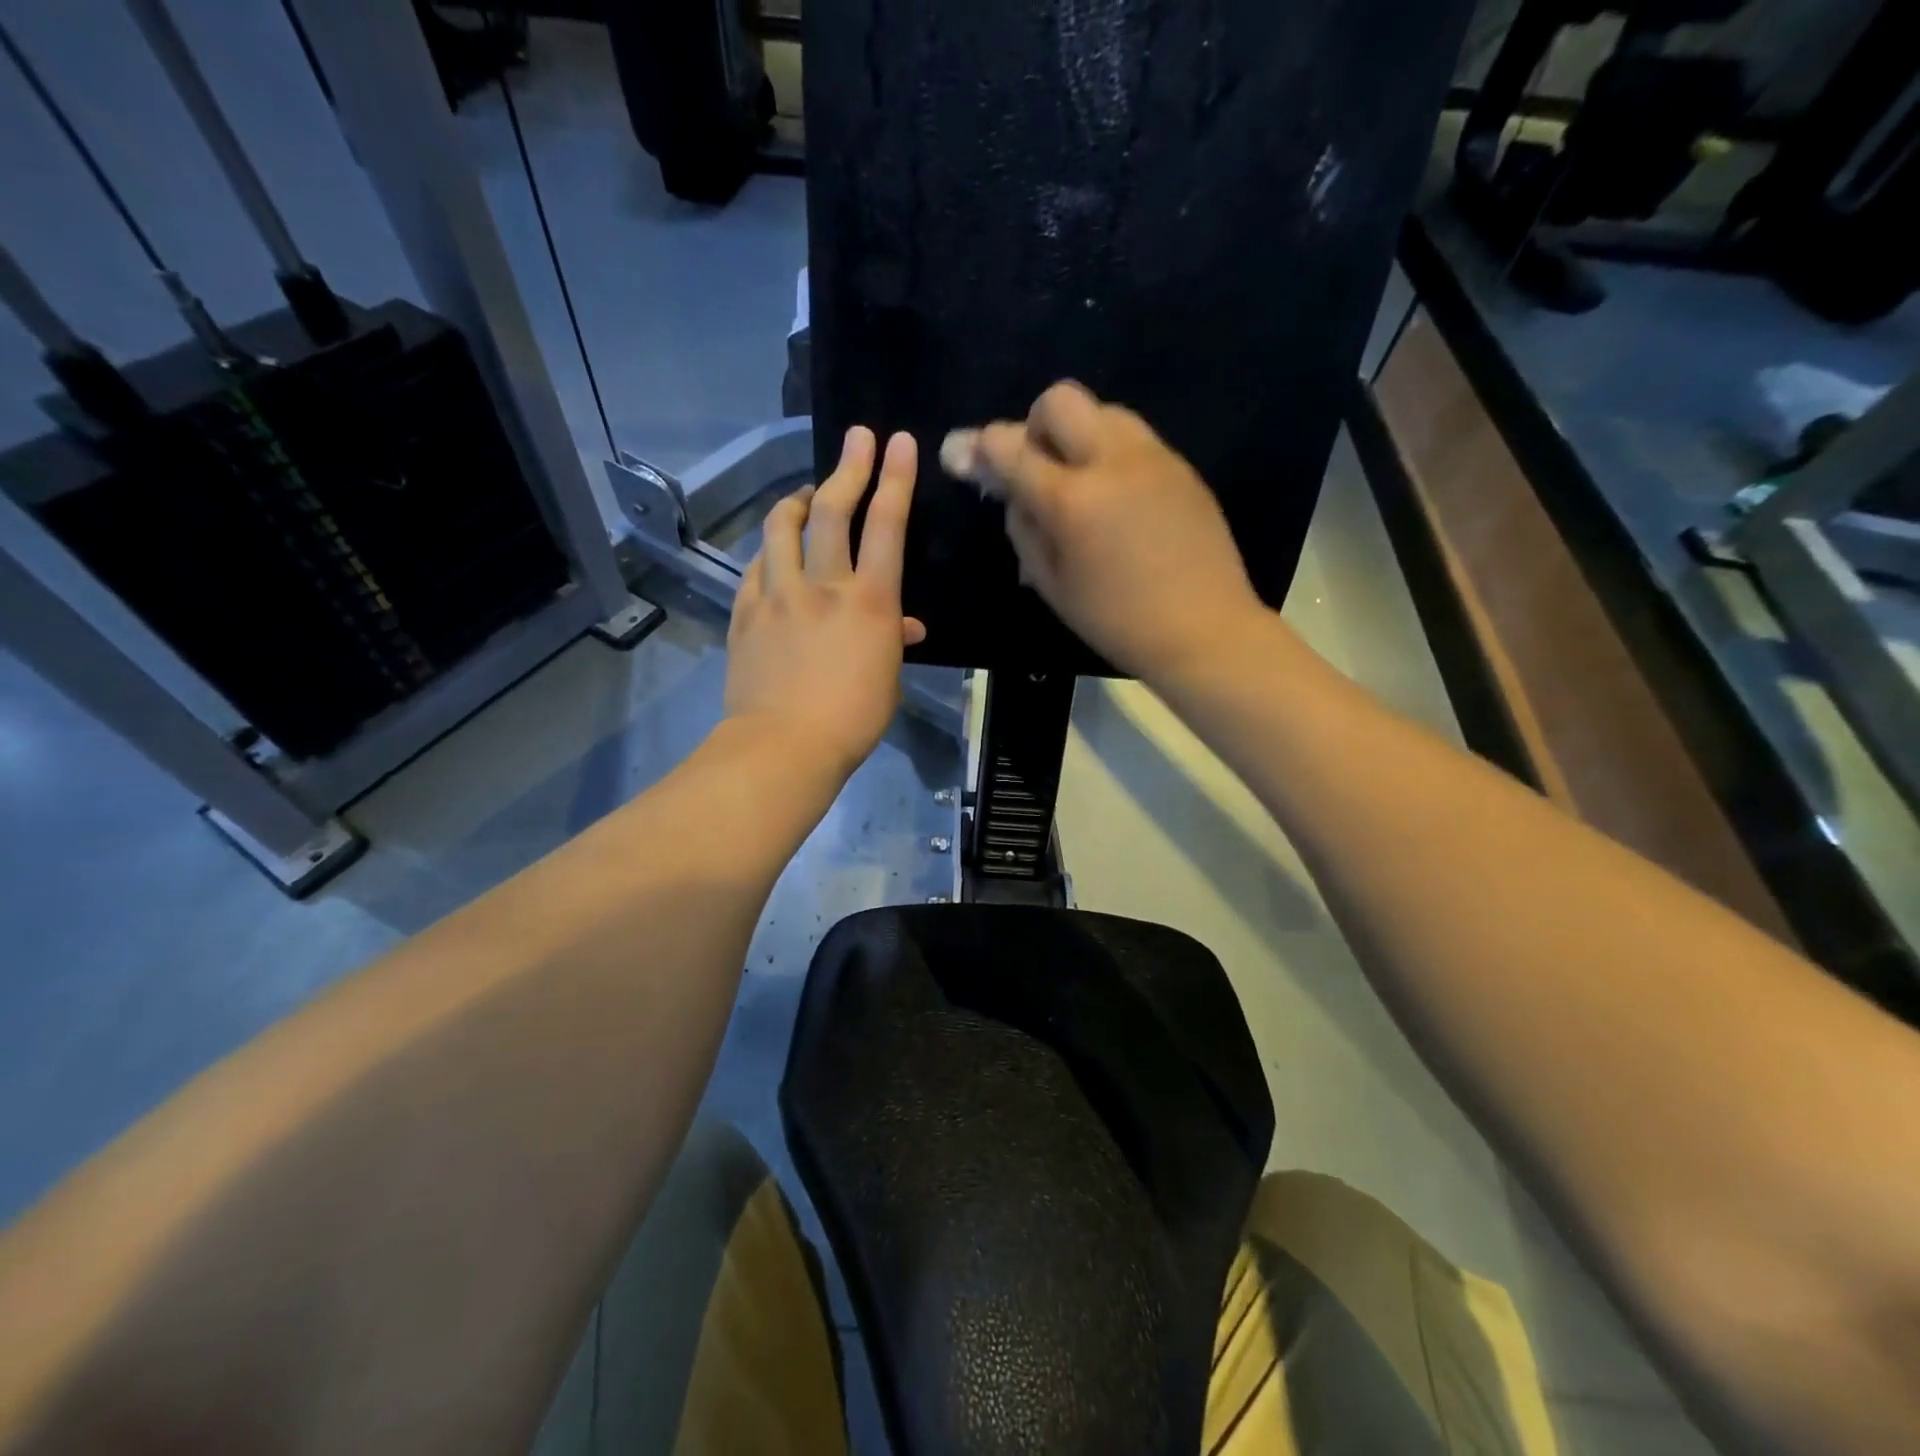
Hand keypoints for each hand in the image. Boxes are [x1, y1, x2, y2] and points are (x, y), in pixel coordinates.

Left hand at [724, 426, 925, 778]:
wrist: (783, 744)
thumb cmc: (852, 719)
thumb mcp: (887, 679)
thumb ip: (892, 641)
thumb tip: (904, 625)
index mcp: (869, 601)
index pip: (886, 525)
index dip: (895, 478)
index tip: (899, 442)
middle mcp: (823, 585)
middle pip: (832, 511)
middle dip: (848, 467)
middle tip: (856, 438)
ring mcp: (778, 594)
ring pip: (781, 528)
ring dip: (796, 501)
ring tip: (804, 494)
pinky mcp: (746, 612)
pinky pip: (756, 567)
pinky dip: (769, 551)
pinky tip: (773, 554)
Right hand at [940, 381, 1267, 685]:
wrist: (1204, 630)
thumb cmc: (1116, 621)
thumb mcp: (1052, 585)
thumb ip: (1023, 528)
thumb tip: (1011, 490)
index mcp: (1072, 499)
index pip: (1010, 446)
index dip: (978, 447)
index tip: (962, 455)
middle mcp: (1112, 461)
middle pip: (1059, 399)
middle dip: (1034, 425)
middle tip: (1037, 468)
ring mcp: (1153, 457)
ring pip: (1103, 410)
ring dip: (1078, 435)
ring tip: (1080, 483)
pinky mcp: (1181, 466)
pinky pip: (1134, 437)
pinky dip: (1111, 453)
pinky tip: (1117, 499)